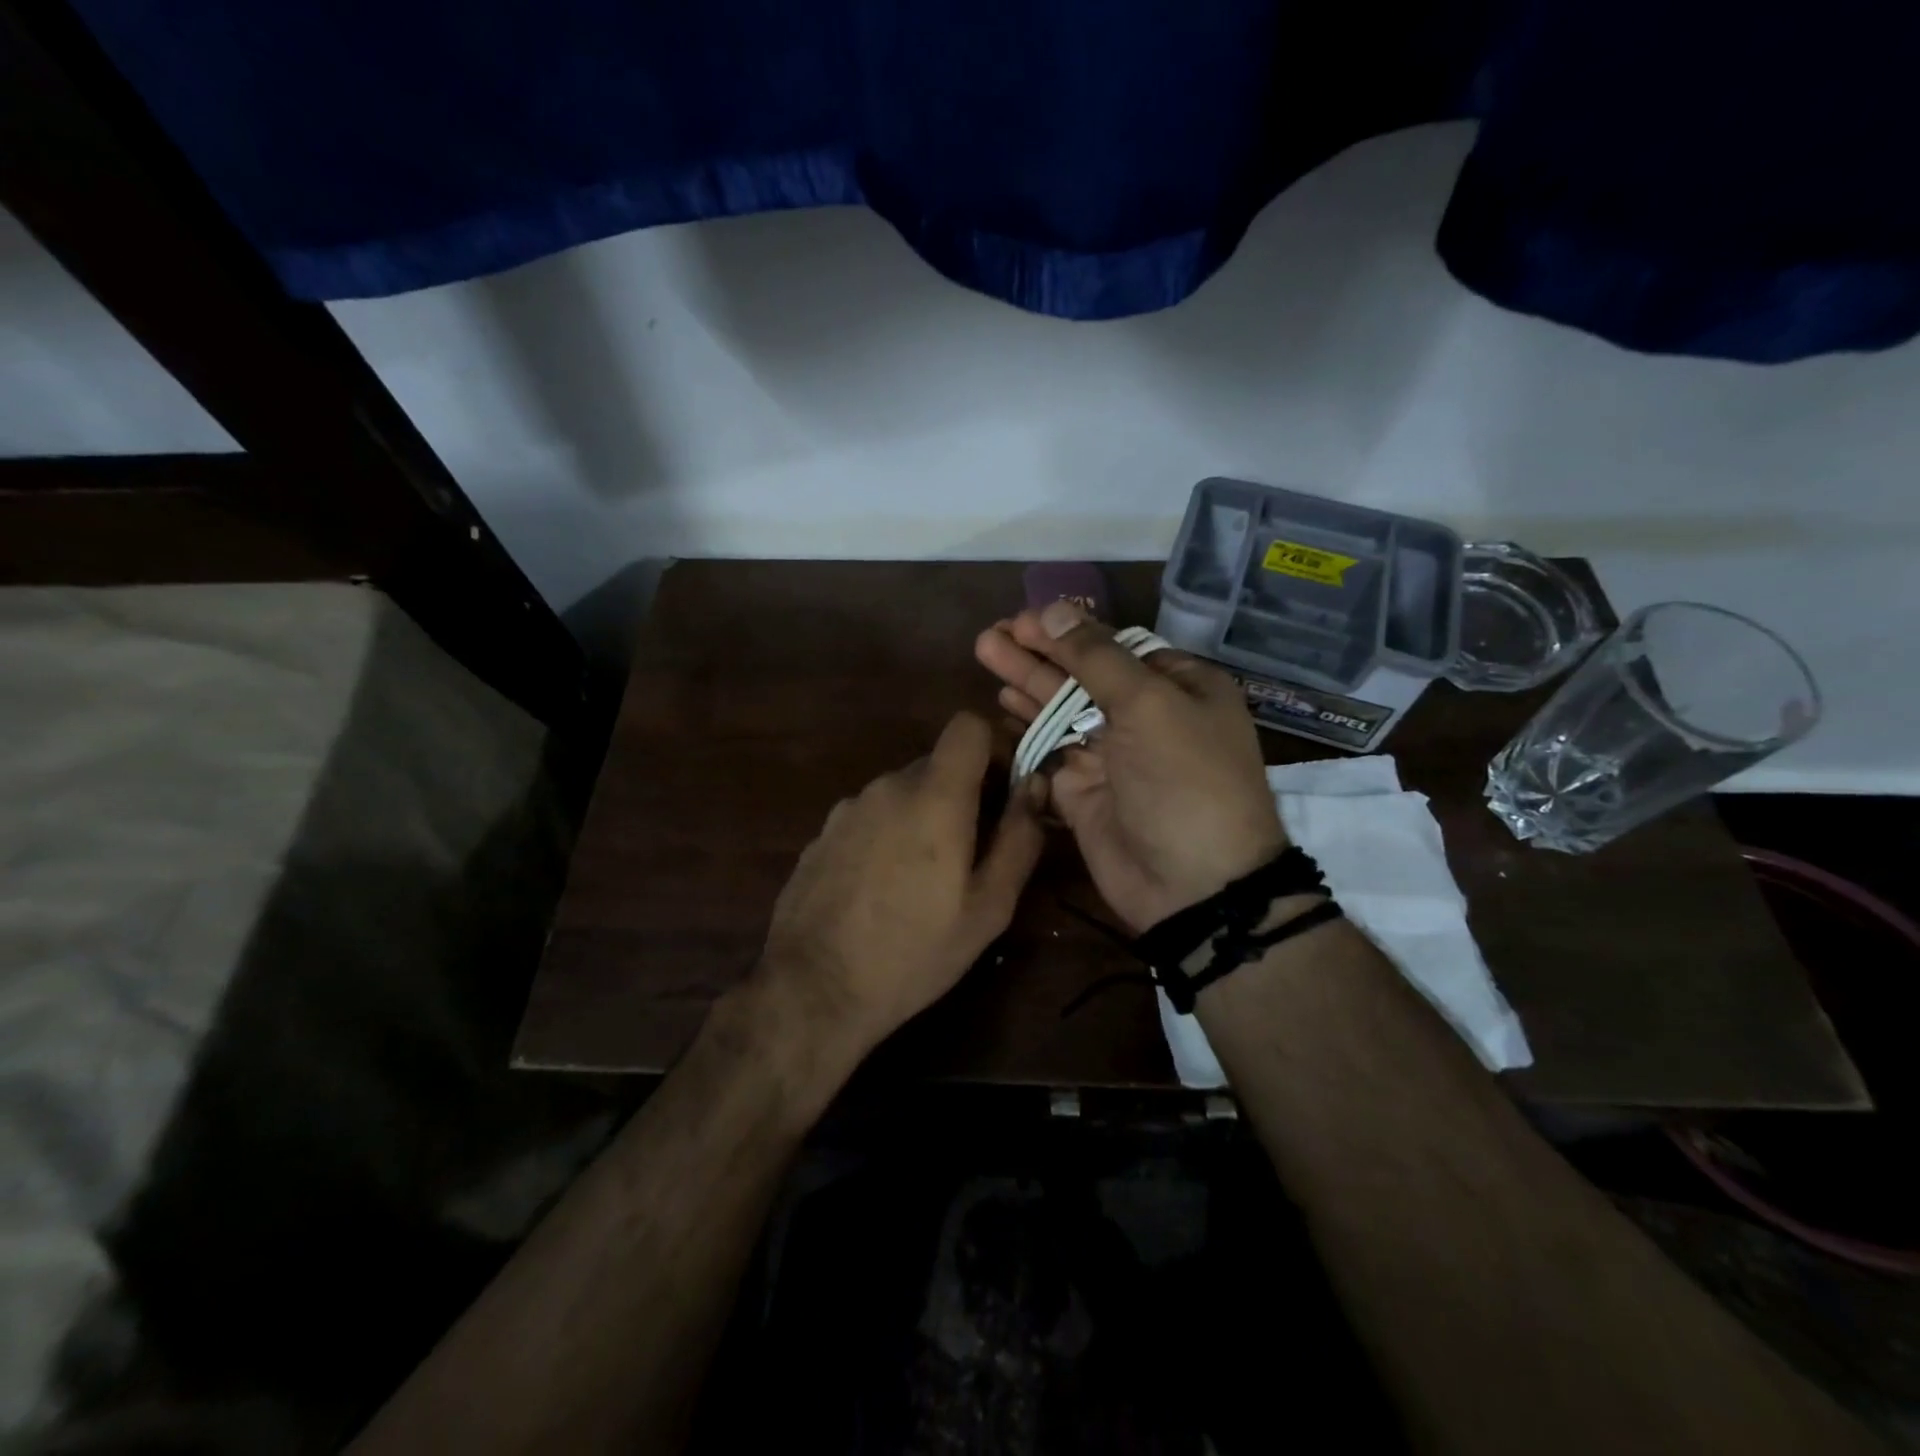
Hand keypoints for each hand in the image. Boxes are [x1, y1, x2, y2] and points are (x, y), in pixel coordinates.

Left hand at [755, 711, 1046, 1062]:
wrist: (813, 989)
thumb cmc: (914, 952)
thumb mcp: (988, 907)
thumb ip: (1019, 838)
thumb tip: (1035, 786)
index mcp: (934, 796)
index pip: (968, 725)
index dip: (995, 746)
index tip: (1005, 789)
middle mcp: (887, 786)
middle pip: (938, 764)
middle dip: (964, 794)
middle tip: (973, 852)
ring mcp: (848, 808)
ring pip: (903, 793)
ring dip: (923, 817)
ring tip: (924, 881)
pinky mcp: (822, 833)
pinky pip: (871, 817)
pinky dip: (888, 835)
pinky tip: (882, 890)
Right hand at [975, 601, 1285, 931]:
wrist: (1193, 885)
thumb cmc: (1184, 780)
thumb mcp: (1149, 705)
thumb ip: (1096, 658)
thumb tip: (1054, 611)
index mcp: (1178, 686)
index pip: (1115, 646)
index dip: (1069, 631)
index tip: (1024, 618)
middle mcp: (1146, 716)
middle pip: (1082, 674)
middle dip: (1038, 652)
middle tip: (991, 634)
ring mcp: (1112, 754)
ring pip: (1061, 709)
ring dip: (1025, 682)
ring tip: (984, 652)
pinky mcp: (1082, 789)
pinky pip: (1049, 750)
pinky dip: (1027, 728)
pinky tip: (1000, 705)